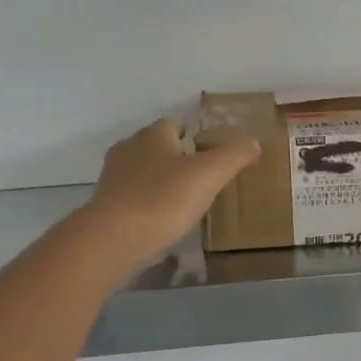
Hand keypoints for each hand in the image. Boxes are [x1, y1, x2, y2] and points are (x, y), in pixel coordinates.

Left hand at [84, 117, 260, 268]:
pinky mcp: (106, 203)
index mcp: (154, 135)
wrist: (114, 237)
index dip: (194, 133)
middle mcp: (129, 148)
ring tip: (183, 197)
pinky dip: (147, 199)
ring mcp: (113, 176)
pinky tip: (161, 216)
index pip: (175, 123)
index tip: (211, 148)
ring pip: (143, 169)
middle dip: (177, 155)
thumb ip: (233, 155)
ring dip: (160, 178)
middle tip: (201, 174)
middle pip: (157, 145)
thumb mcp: (209, 174)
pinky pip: (133, 194)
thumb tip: (253, 141)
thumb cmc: (163, 199)